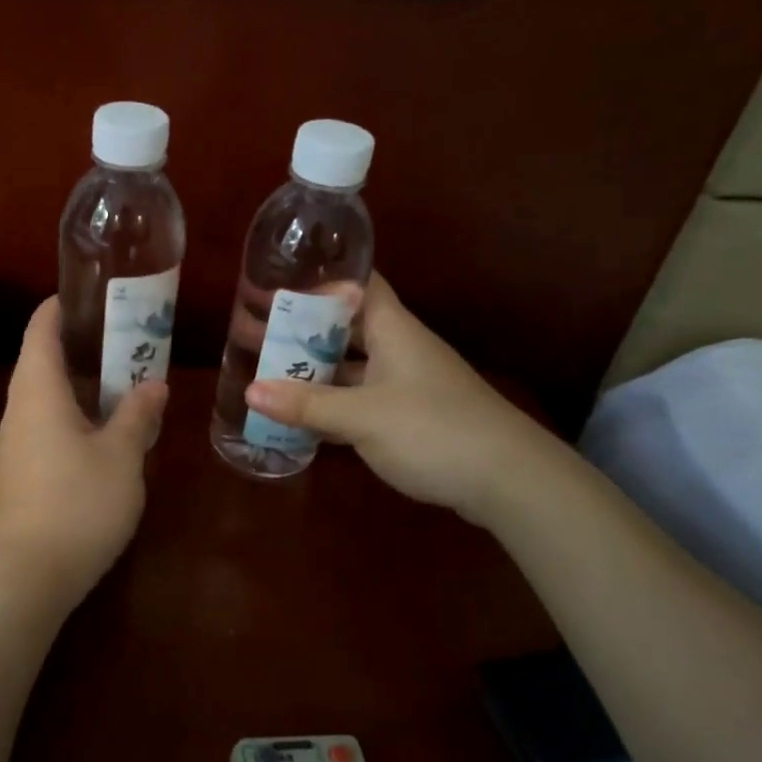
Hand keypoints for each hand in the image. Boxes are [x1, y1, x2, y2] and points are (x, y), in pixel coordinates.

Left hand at [0, 297, 168, 628]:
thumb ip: (137, 414)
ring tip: (124, 378)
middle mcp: (20, 407)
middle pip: (44, 359)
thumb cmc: (76, 503)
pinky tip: (106, 430)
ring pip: (47, 396)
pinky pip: (47, 425)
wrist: (25, 577)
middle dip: (82, 344)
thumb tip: (154, 384)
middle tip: (126, 336)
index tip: (92, 293)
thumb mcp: (121, 456)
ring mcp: (16, 442)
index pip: (41, 328)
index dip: (61, 305)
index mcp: (38, 389)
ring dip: (81, 383)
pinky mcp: (20, 471)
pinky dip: (75, 414)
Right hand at [242, 273, 554, 523]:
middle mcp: (400, 349)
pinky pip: (362, 400)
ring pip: (353, 367)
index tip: (279, 283)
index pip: (357, 285)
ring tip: (269, 373)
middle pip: (347, 328)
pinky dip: (334, 404)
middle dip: (305, 330)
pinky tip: (303, 417)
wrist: (510, 481)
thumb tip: (250, 391)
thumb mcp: (363, 416)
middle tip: (258, 332)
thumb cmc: (434, 429)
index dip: (321, 280)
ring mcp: (407, 384)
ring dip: (317, 371)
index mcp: (393, 329)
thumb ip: (307, 404)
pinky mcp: (412, 417)